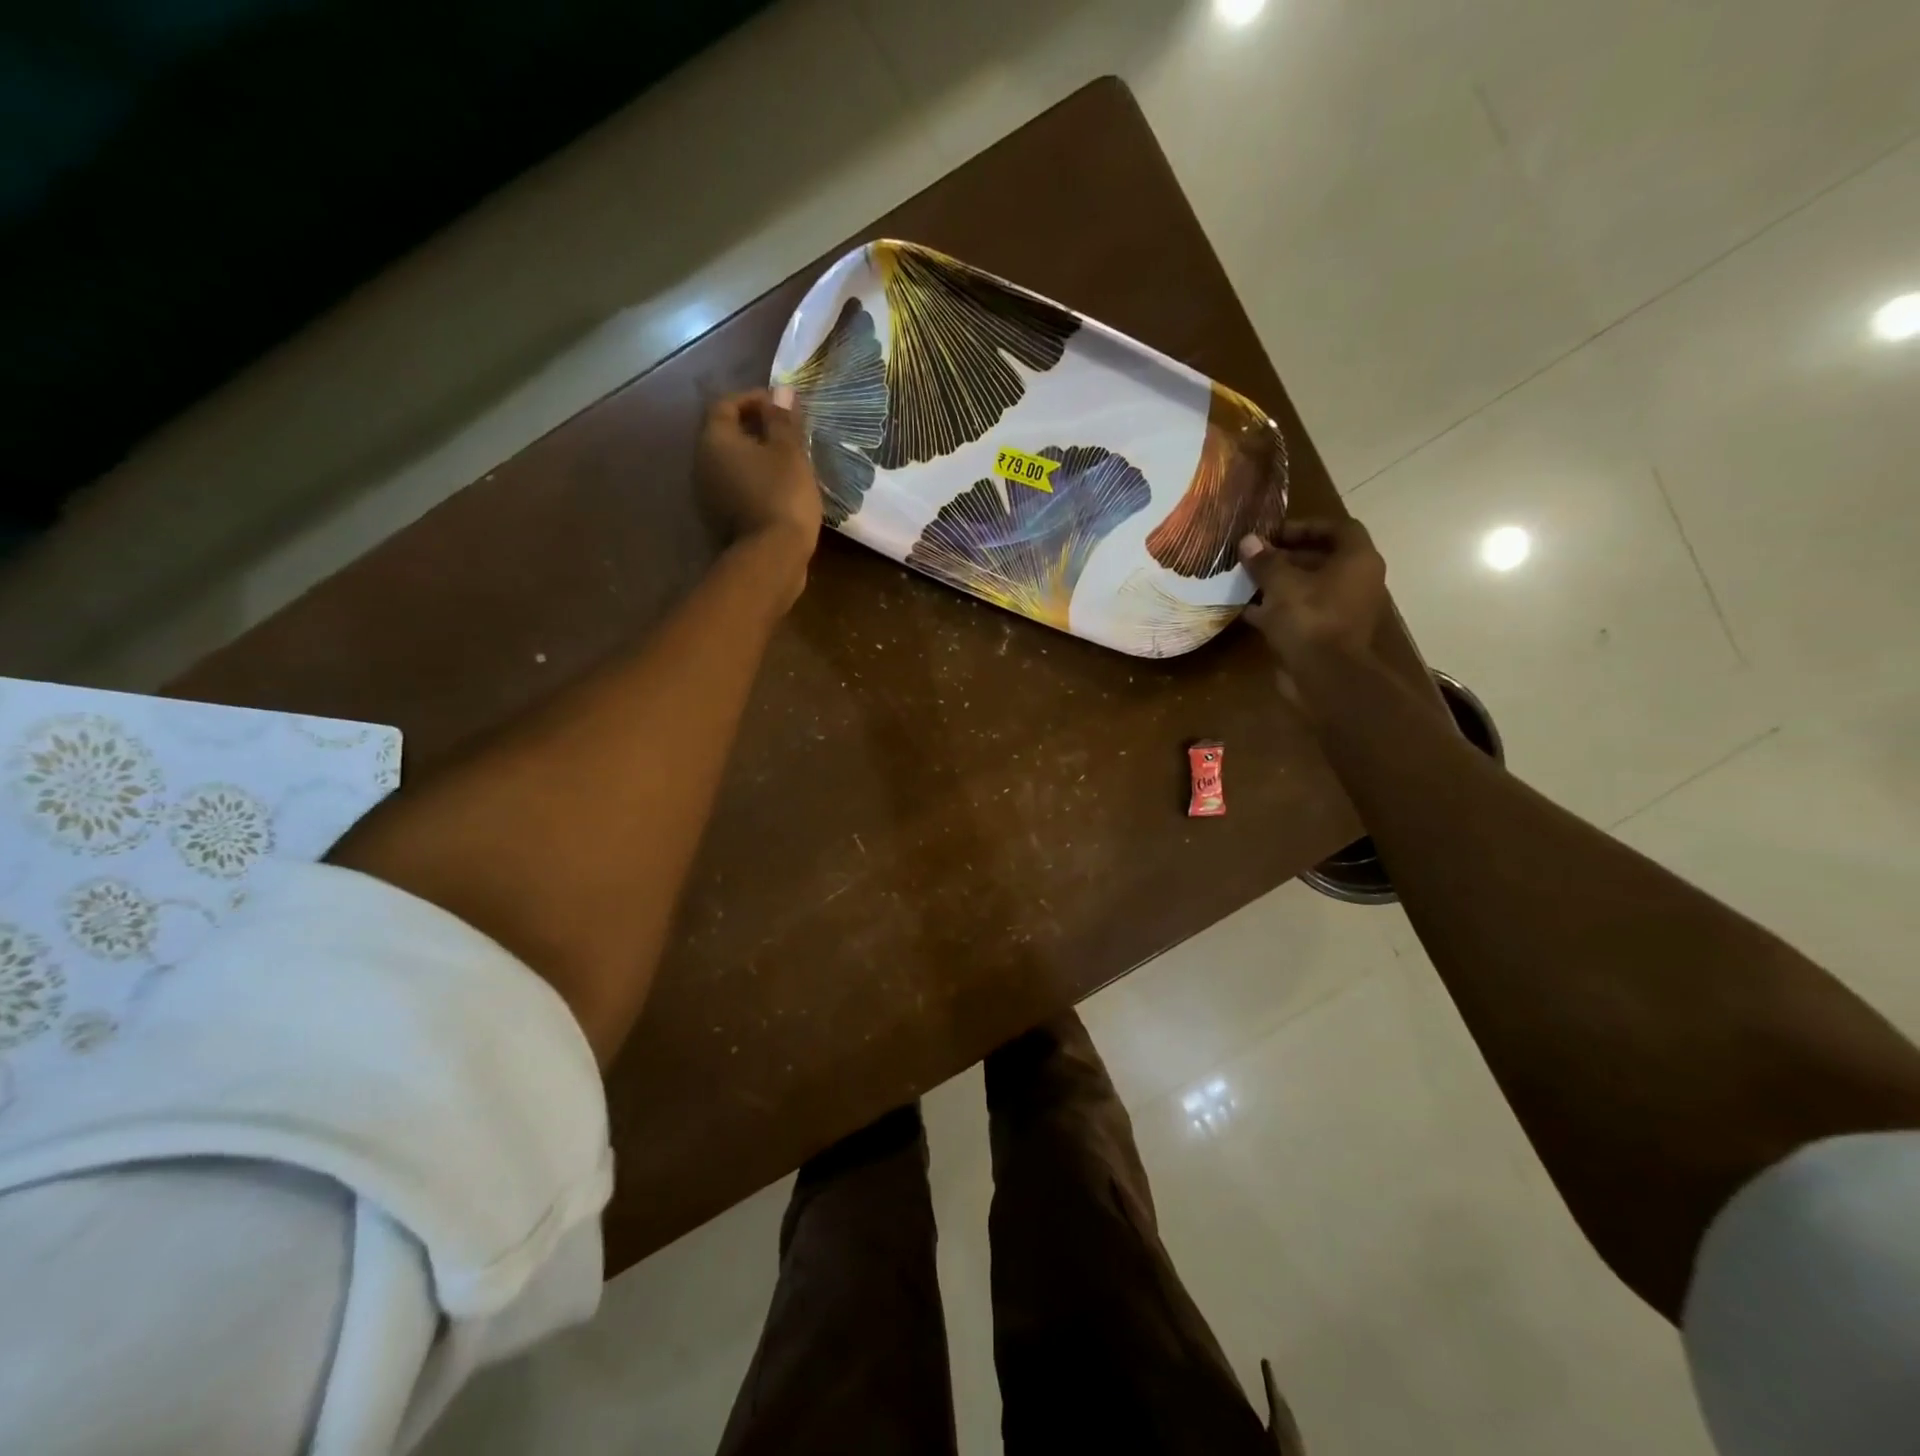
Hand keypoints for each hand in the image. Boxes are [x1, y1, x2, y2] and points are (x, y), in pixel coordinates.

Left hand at [695, 390, 823, 551]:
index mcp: (715, 441)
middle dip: (755, 427)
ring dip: (756, 456)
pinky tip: (780, 486)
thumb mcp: (789, 452)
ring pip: (732, 463)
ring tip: (787, 458)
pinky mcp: (723, 518)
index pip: (726, 405)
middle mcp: (704, 464)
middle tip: (787, 431)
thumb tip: (782, 391)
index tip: (782, 405)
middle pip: (726, 434)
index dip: (754, 399)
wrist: (773, 557)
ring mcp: (710, 494)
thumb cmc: (782, 495)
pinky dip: (755, 479)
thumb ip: (783, 420)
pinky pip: (738, 486)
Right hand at [1238, 519, 1387, 676]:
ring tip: (1247, 581)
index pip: (1338, 528)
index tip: (1274, 533)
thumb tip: (1248, 541)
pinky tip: (1249, 610)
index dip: (1306, 526)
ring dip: (1280, 584)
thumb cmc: (1309, 619)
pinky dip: (1279, 609)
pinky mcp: (1327, 635)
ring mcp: (1343, 611)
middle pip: (1321, 559)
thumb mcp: (1281, 584)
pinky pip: (1302, 613)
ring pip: (1309, 588)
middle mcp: (1357, 582)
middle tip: (1255, 558)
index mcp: (1357, 560)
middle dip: (1286, 557)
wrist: (1325, 676)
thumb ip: (1265, 561)